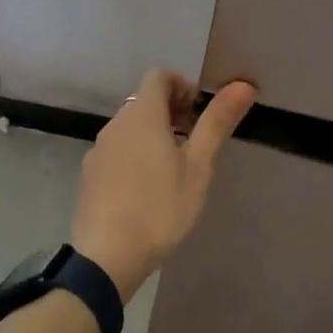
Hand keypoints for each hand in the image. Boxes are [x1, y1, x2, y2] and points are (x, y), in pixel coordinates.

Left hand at [71, 70, 257, 300]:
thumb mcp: (198, 166)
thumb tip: (243, 85)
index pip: (159, 76)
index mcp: (141, 115)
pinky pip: (116, 152)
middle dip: (172, 113)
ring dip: (153, 136)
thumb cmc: (160, 207)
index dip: (183, 86)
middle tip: (195, 145)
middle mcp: (115, 124)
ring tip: (174, 171)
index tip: (200, 114)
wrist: (107, 256)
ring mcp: (98, 150)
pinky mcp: (89, 176)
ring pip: (130, 129)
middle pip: (144, 102)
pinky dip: (135, 156)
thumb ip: (217, 123)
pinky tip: (147, 192)